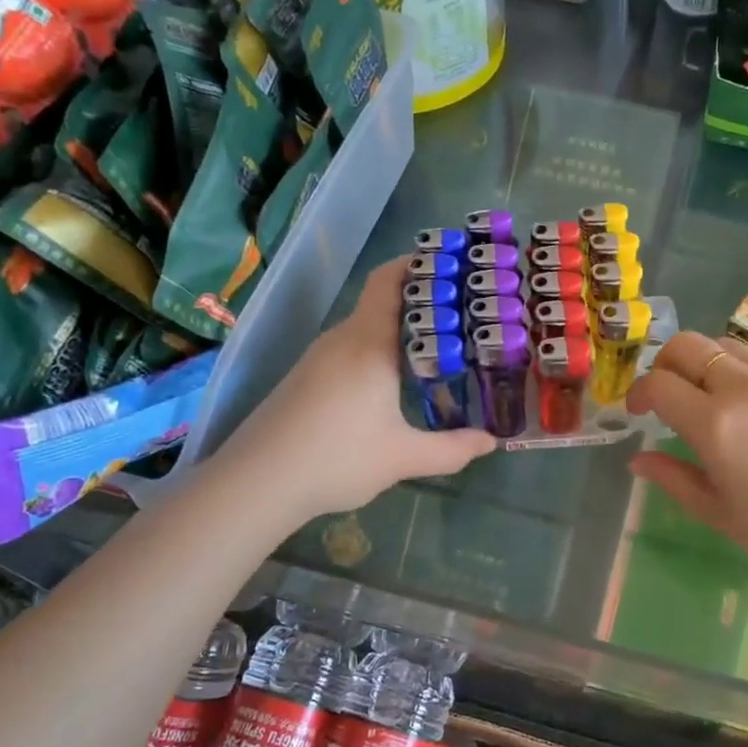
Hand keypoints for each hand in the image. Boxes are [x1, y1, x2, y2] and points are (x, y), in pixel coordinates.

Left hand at [220, 259, 494, 522]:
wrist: (256, 483)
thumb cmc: (337, 459)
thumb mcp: (403, 457)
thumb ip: (452, 449)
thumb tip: (492, 442)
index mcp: (369, 343)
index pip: (389, 280)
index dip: (417, 263)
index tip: (450, 264)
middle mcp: (342, 339)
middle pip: (380, 301)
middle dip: (420, 302)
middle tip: (461, 314)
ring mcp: (317, 357)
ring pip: (364, 328)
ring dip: (397, 330)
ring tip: (435, 347)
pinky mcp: (304, 377)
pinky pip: (348, 349)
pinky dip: (375, 351)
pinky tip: (390, 382)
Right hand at [626, 332, 747, 587]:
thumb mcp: (719, 513)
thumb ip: (673, 479)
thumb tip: (637, 459)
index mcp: (716, 424)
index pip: (659, 384)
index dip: (639, 393)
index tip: (640, 412)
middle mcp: (746, 386)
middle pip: (687, 345)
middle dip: (665, 363)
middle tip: (669, 393)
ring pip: (727, 343)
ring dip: (707, 363)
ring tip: (714, 395)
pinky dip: (747, 365)